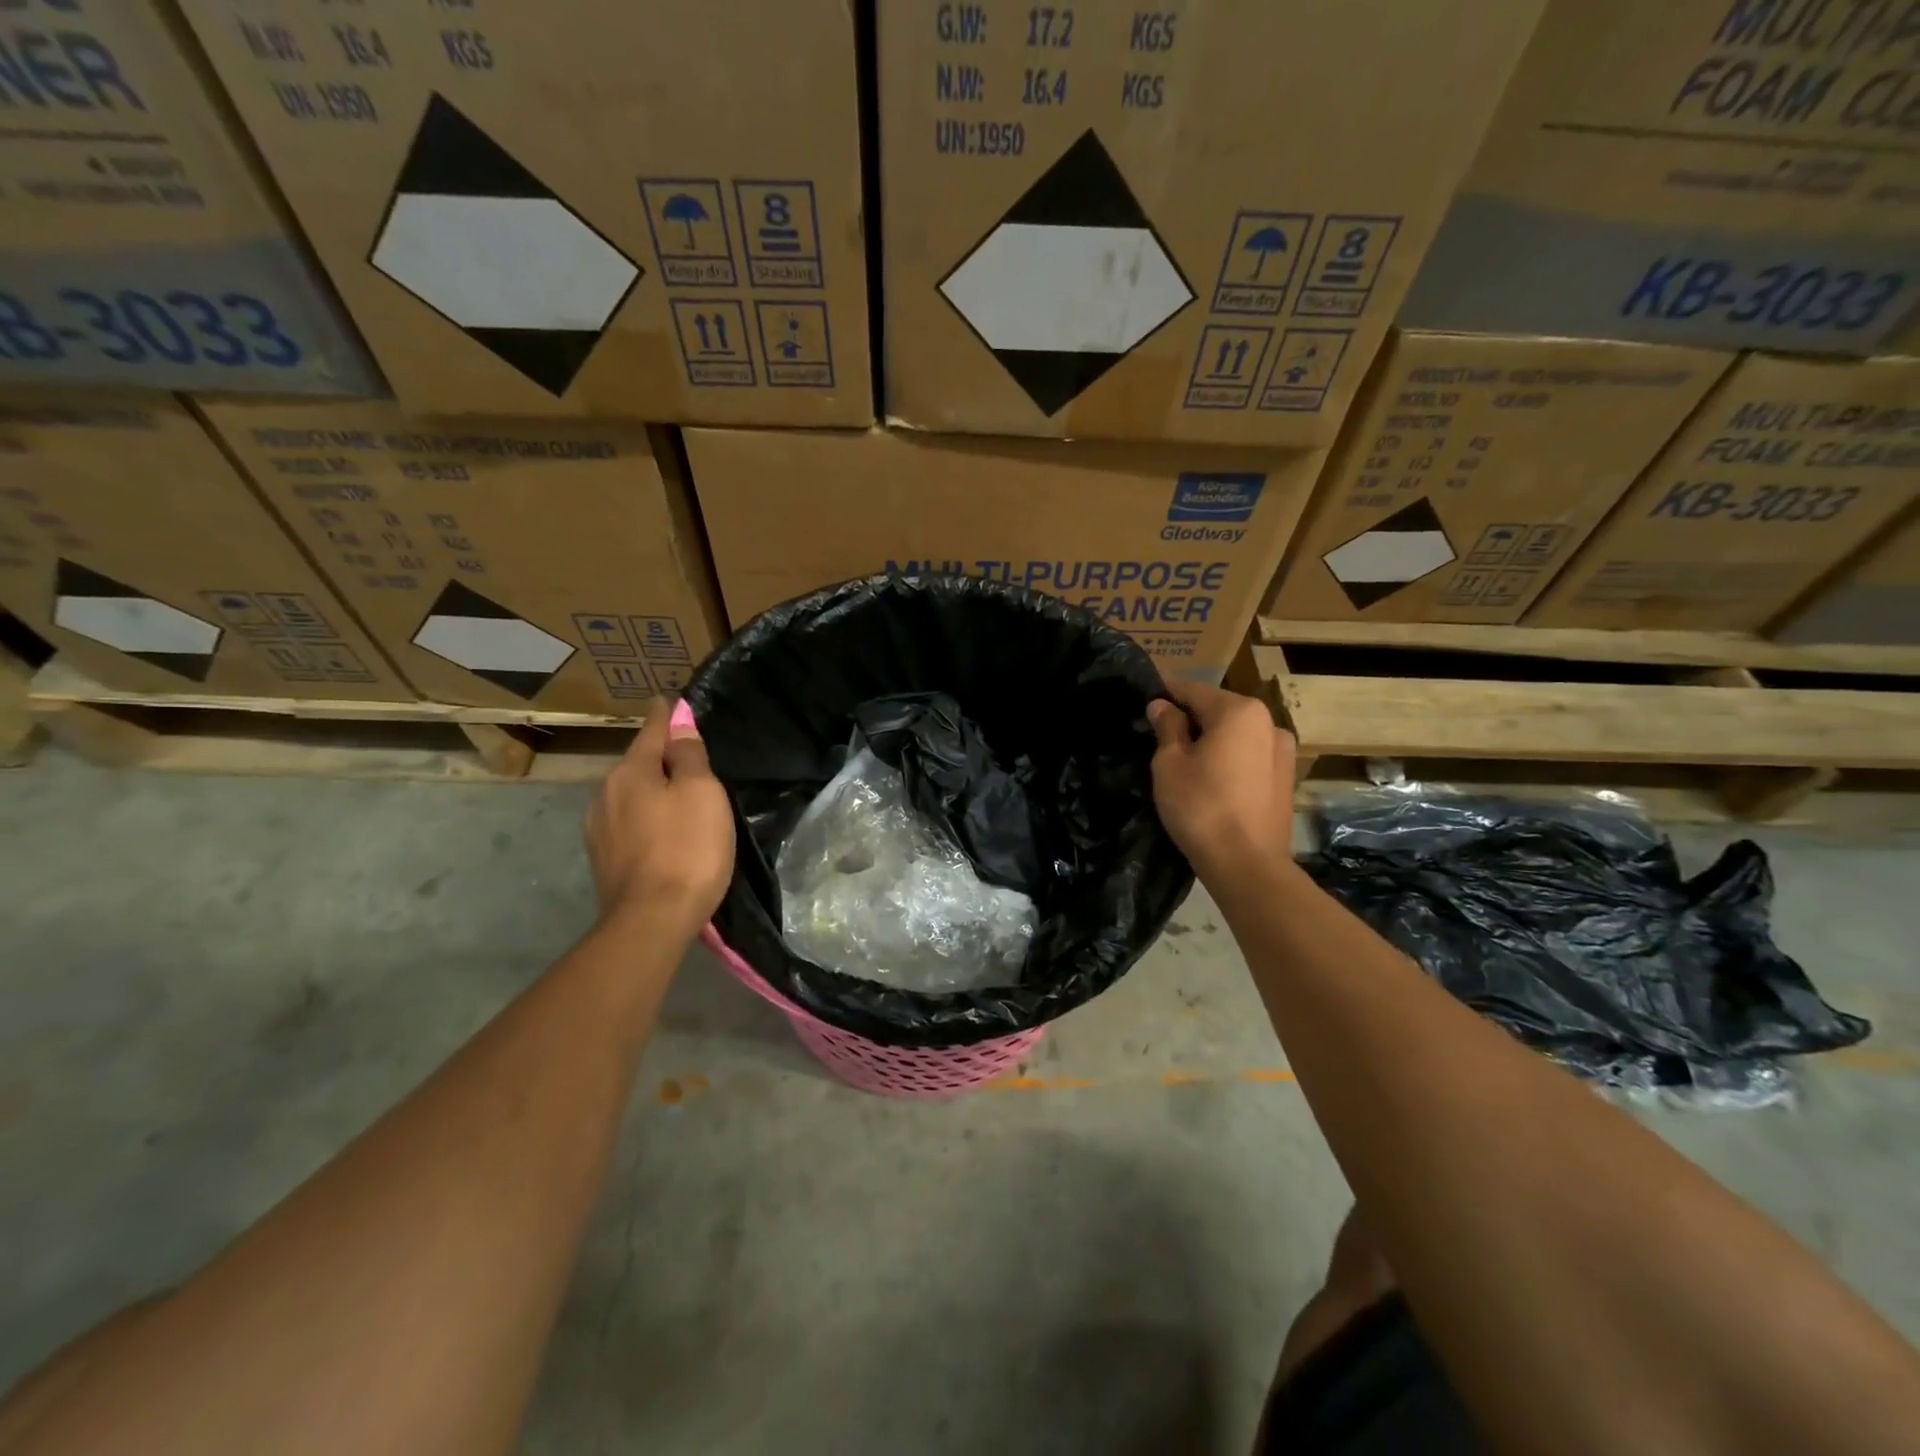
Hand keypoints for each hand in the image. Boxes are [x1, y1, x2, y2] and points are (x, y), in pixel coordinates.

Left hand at [584, 701, 734, 933]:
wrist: (652, 920)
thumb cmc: (686, 849)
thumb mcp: (701, 793)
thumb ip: (689, 755)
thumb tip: (678, 723)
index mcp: (630, 771)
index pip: (651, 729)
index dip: (666, 714)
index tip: (670, 700)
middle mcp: (605, 793)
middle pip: (638, 763)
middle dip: (660, 757)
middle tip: (689, 759)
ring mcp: (598, 828)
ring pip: (631, 795)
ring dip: (652, 791)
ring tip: (678, 798)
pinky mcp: (603, 858)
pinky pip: (628, 823)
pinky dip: (645, 818)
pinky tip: (662, 832)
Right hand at [1146, 679, 1296, 884]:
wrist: (1246, 864)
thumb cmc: (1201, 807)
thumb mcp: (1170, 764)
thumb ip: (1167, 727)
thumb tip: (1162, 705)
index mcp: (1239, 711)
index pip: (1193, 690)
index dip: (1166, 694)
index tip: (1145, 700)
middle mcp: (1268, 721)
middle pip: (1218, 709)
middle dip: (1190, 717)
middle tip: (1160, 733)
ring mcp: (1283, 750)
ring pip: (1237, 733)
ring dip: (1212, 738)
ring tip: (1186, 758)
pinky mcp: (1286, 777)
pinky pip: (1250, 755)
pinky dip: (1230, 757)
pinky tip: (1212, 777)